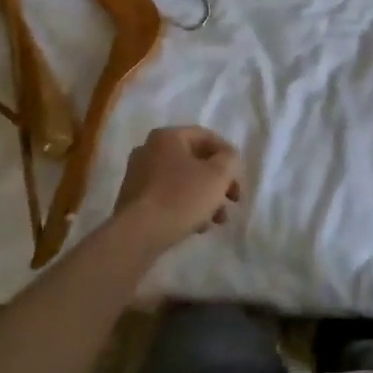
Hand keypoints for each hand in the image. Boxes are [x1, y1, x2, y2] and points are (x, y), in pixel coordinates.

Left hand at [111, 126, 243, 249]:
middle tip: (233, 200)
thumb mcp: (217, 175)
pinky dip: (185, 207)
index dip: (228, 155)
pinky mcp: (134, 200)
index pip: (206, 137)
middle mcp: (149, 150)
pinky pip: (167, 197)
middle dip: (218, 181)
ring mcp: (138, 176)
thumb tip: (227, 158)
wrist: (138, 235)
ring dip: (205, 197)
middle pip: (195, 160)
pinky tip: (197, 226)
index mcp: (167, 137)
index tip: (239, 178)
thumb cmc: (181, 197)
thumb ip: (230, 159)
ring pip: (182, 181)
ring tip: (217, 220)